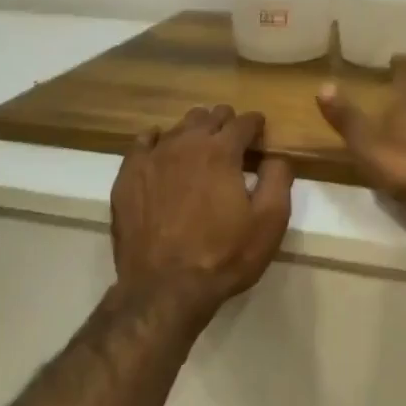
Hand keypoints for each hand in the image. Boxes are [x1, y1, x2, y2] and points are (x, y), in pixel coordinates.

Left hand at [111, 105, 293, 313]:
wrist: (164, 288)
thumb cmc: (223, 256)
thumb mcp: (270, 222)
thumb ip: (278, 180)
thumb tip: (276, 156)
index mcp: (221, 151)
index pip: (243, 122)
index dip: (256, 124)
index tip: (260, 132)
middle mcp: (185, 143)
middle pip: (209, 117)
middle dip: (225, 123)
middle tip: (233, 140)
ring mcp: (152, 157)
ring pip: (177, 127)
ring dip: (194, 131)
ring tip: (200, 146)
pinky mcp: (128, 175)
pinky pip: (142, 142)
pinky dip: (157, 140)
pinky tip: (161, 149)